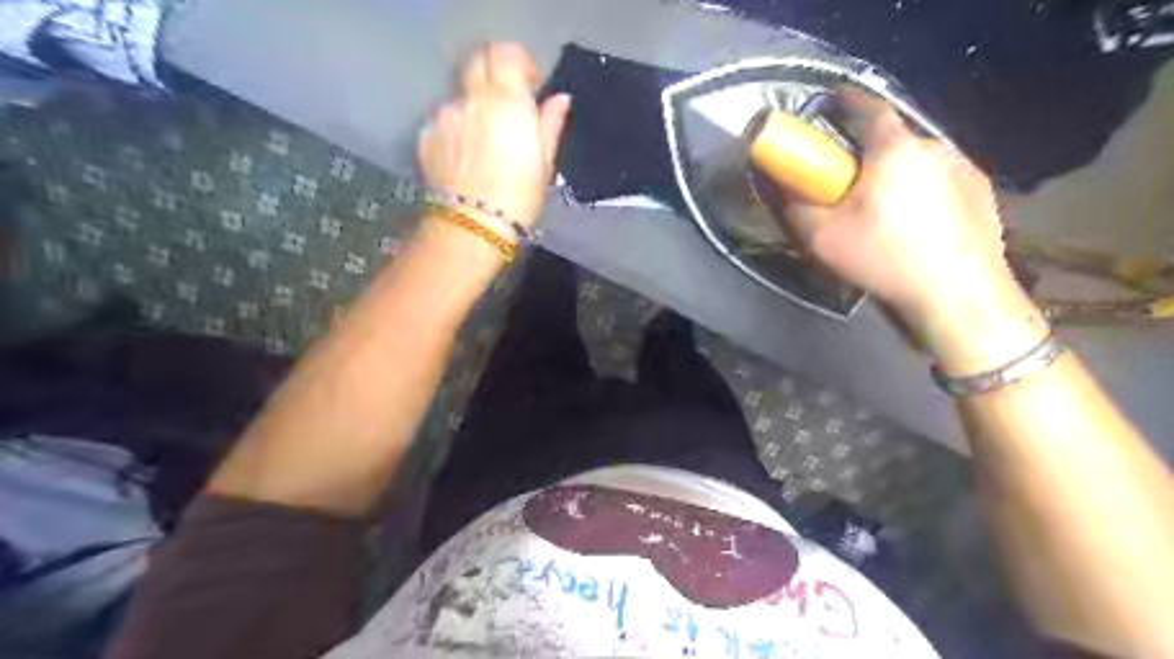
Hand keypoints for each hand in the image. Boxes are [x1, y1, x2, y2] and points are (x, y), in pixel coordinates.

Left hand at [421, 41, 570, 227]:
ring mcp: (444, 115)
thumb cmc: (518, 198)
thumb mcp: (544, 163)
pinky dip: (456, 128)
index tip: (530, 87)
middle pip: (477, 61)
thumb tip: (559, 99)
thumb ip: (549, 124)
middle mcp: (471, 97)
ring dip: (474, 106)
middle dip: (493, 73)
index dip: (519, 64)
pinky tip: (465, 156)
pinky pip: (444, 119)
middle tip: (506, 104)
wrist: (472, 226)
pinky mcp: (426, 135)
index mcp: (506, 100)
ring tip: (484, 141)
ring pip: (460, 94)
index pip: (506, 53)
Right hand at [782, 91, 1049, 371]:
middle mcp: (935, 146)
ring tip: (884, 209)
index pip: (867, 107)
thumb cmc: (884, 259)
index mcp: (895, 149)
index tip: (830, 106)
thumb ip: (795, 206)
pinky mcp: (984, 195)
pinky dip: (925, 192)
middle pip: (893, 138)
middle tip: (849, 180)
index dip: (845, 102)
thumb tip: (781, 184)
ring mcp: (965, 169)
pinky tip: (917, 225)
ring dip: (898, 173)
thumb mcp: (822, 238)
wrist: (958, 297)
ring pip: (919, 161)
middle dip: (868, 151)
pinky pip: (943, 182)